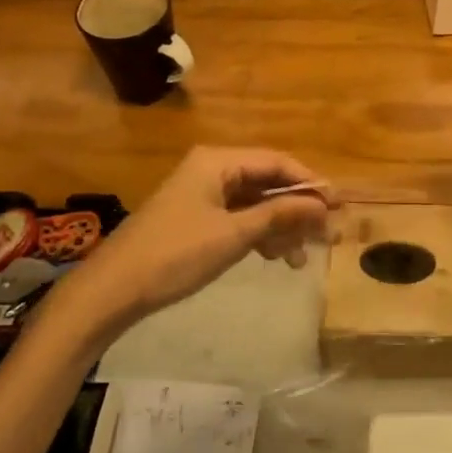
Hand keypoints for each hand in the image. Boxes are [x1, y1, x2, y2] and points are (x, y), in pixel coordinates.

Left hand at [69, 147, 336, 324]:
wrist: (113, 290)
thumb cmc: (175, 255)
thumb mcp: (233, 235)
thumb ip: (279, 214)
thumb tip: (322, 204)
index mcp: (218, 162)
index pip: (276, 162)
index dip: (310, 183)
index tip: (338, 206)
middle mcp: (212, 169)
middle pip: (267, 182)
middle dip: (298, 208)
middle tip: (327, 236)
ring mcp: (203, 194)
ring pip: (255, 203)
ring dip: (280, 226)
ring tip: (300, 258)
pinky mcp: (196, 218)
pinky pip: (238, 218)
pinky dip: (259, 234)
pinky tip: (275, 257)